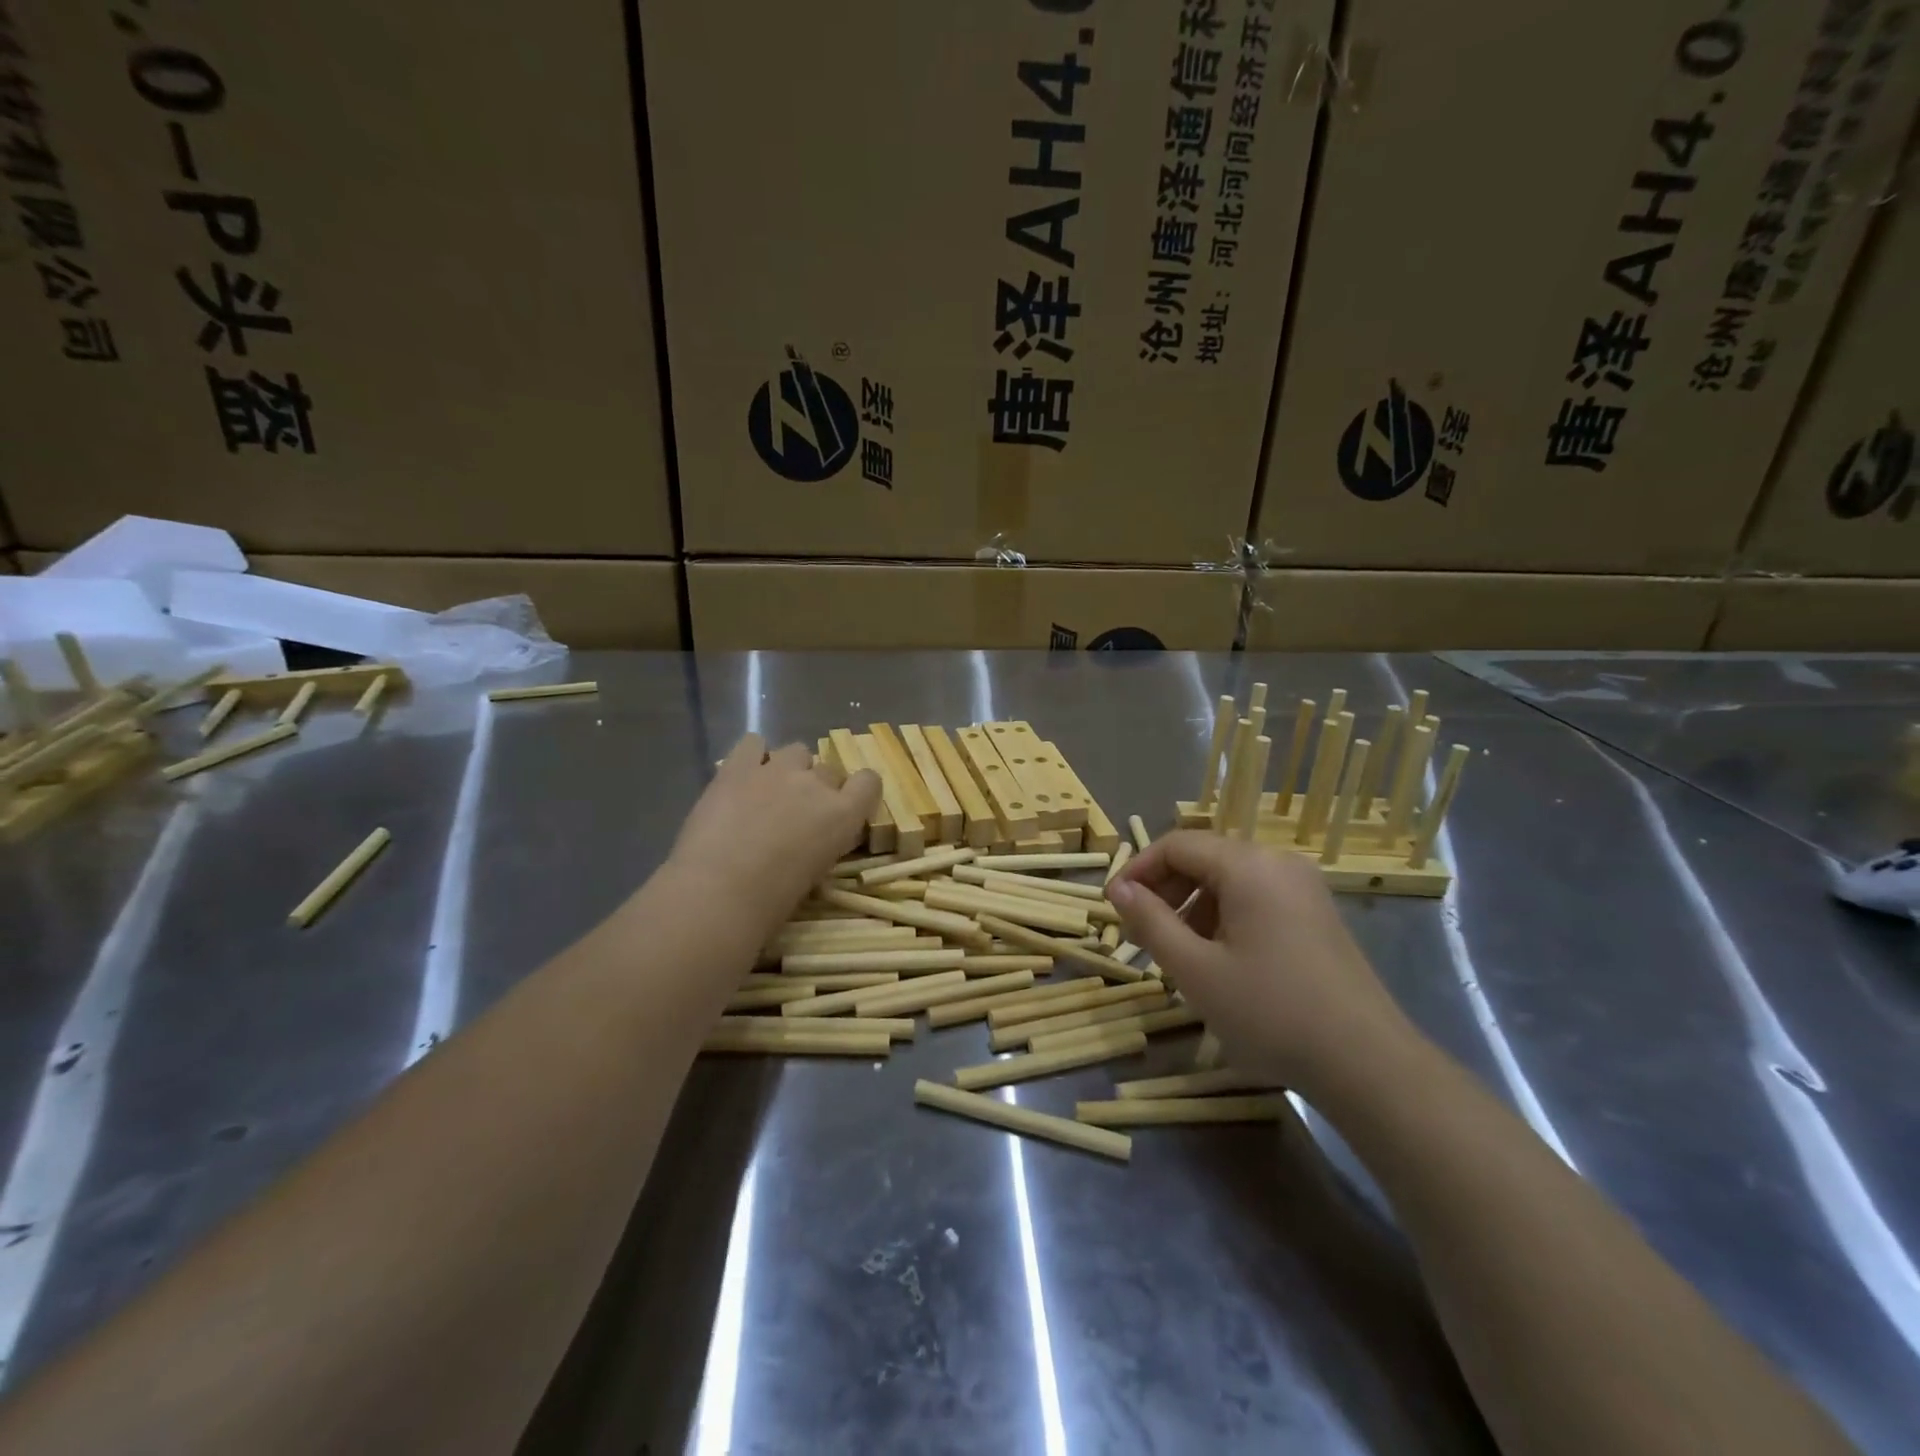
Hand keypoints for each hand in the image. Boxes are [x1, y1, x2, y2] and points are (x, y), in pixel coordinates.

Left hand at [668, 735, 880, 936]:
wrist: (718, 892)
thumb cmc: (772, 901)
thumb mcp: (816, 873)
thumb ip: (823, 844)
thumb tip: (812, 840)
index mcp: (843, 814)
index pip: (869, 781)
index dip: (858, 791)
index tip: (843, 807)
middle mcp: (816, 784)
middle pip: (828, 770)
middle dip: (818, 787)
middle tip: (797, 814)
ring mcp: (777, 770)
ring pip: (796, 751)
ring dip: (789, 769)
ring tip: (769, 792)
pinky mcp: (737, 766)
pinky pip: (753, 743)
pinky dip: (752, 755)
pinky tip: (744, 775)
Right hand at [1107, 832, 1414, 1096]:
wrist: (1367, 1063)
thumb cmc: (1270, 1011)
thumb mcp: (1195, 969)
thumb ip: (1150, 921)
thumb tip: (1119, 890)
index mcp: (1248, 865)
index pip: (1176, 845)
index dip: (1138, 870)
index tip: (1114, 906)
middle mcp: (1278, 863)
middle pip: (1204, 857)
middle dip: (1165, 890)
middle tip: (1139, 933)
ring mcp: (1303, 888)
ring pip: (1229, 879)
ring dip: (1192, 906)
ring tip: (1174, 951)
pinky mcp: (1316, 915)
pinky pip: (1256, 898)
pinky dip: (1224, 916)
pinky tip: (1217, 959)